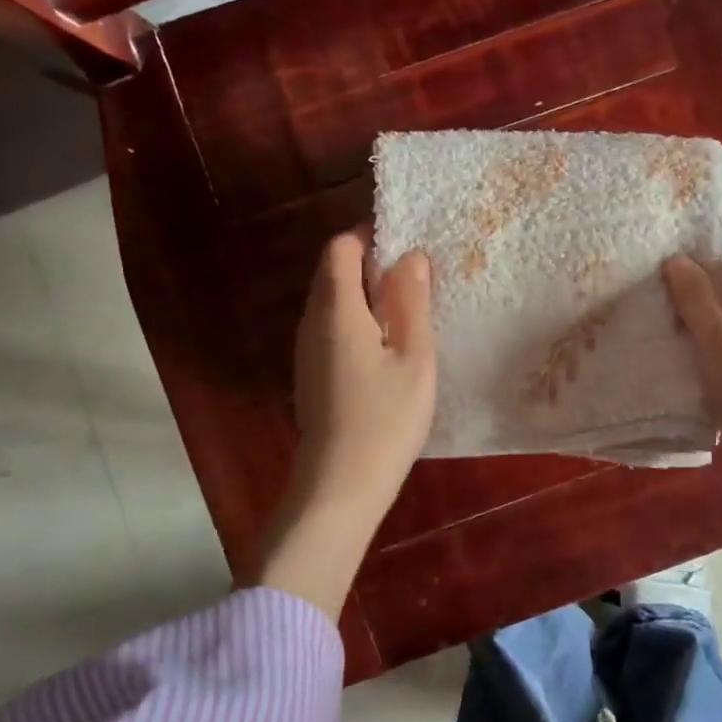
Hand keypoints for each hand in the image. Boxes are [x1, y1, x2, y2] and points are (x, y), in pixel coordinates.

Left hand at [284, 229, 435, 535]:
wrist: (340, 485)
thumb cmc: (386, 417)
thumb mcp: (414, 355)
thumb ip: (412, 300)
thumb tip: (411, 255)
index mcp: (336, 309)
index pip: (340, 247)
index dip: (370, 236)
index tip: (406, 247)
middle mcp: (311, 321)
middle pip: (332, 272)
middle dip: (370, 264)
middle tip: (415, 280)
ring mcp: (306, 350)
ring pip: (331, 302)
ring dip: (364, 294)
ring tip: (407, 312)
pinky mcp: (310, 374)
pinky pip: (330, 328)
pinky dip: (356, 321)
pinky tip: (386, 348)